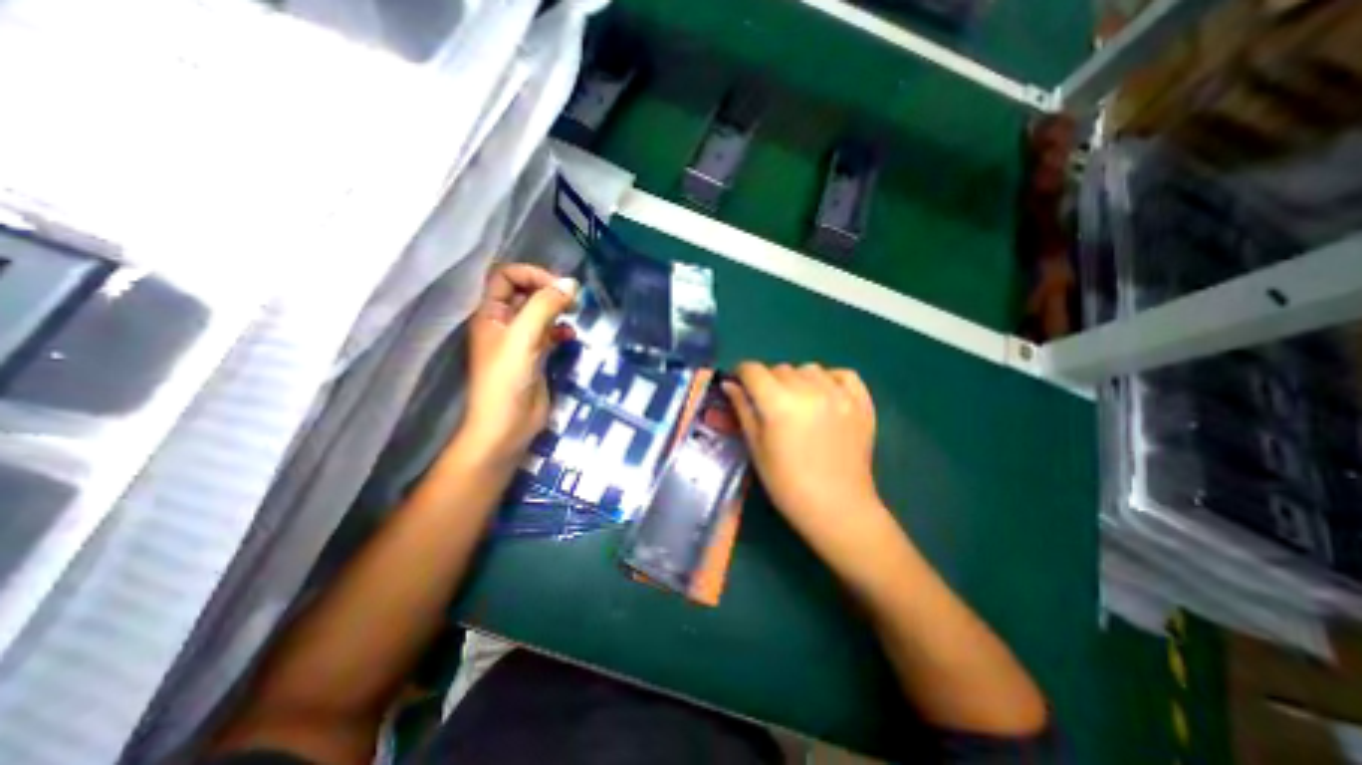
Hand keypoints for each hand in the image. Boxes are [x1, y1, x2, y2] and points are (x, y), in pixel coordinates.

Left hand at [454, 262, 575, 470]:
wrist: (506, 427)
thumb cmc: (507, 381)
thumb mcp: (524, 338)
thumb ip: (545, 307)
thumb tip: (572, 283)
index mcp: (490, 313)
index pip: (506, 276)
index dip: (531, 274)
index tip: (558, 286)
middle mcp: (504, 323)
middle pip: (526, 292)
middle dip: (549, 290)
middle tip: (573, 299)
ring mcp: (520, 341)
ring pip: (540, 312)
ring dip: (558, 310)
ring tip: (575, 314)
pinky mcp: (535, 356)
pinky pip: (550, 333)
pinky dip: (562, 331)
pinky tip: (571, 337)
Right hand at [722, 366, 895, 567]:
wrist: (837, 508)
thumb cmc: (787, 484)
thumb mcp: (756, 448)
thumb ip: (743, 410)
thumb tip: (730, 385)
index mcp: (779, 404)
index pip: (753, 370)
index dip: (742, 374)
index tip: (740, 385)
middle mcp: (810, 391)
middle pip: (780, 368)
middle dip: (768, 381)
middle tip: (769, 405)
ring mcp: (839, 395)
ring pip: (809, 369)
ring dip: (798, 380)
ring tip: (799, 403)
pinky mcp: (862, 403)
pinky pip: (843, 374)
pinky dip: (830, 379)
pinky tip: (825, 395)